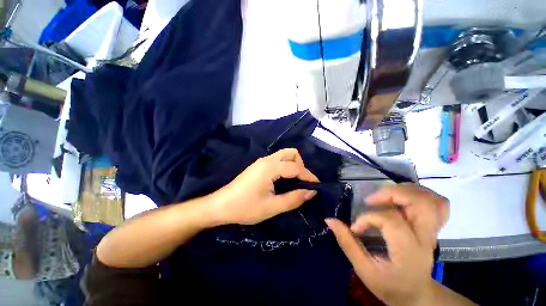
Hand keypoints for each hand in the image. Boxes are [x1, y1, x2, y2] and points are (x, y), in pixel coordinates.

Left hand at [212, 148, 318, 224]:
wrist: (221, 206)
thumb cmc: (245, 208)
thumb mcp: (272, 207)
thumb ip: (293, 199)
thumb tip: (311, 192)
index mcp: (270, 167)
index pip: (296, 167)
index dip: (308, 176)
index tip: (316, 186)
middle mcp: (267, 160)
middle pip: (291, 153)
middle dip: (301, 165)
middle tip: (302, 182)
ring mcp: (261, 161)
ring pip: (283, 155)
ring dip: (293, 165)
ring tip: (295, 181)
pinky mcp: (258, 166)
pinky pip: (277, 160)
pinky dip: (285, 166)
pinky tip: (284, 180)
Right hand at [326, 183, 449, 305]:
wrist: (417, 295)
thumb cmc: (390, 285)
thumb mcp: (365, 270)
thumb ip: (347, 243)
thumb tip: (329, 220)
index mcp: (408, 249)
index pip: (390, 221)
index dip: (368, 218)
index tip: (355, 228)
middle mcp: (424, 237)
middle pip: (419, 202)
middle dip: (392, 193)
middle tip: (372, 200)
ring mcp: (431, 230)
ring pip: (430, 199)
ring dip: (406, 190)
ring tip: (385, 196)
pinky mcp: (432, 227)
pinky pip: (437, 203)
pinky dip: (420, 194)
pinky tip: (403, 197)